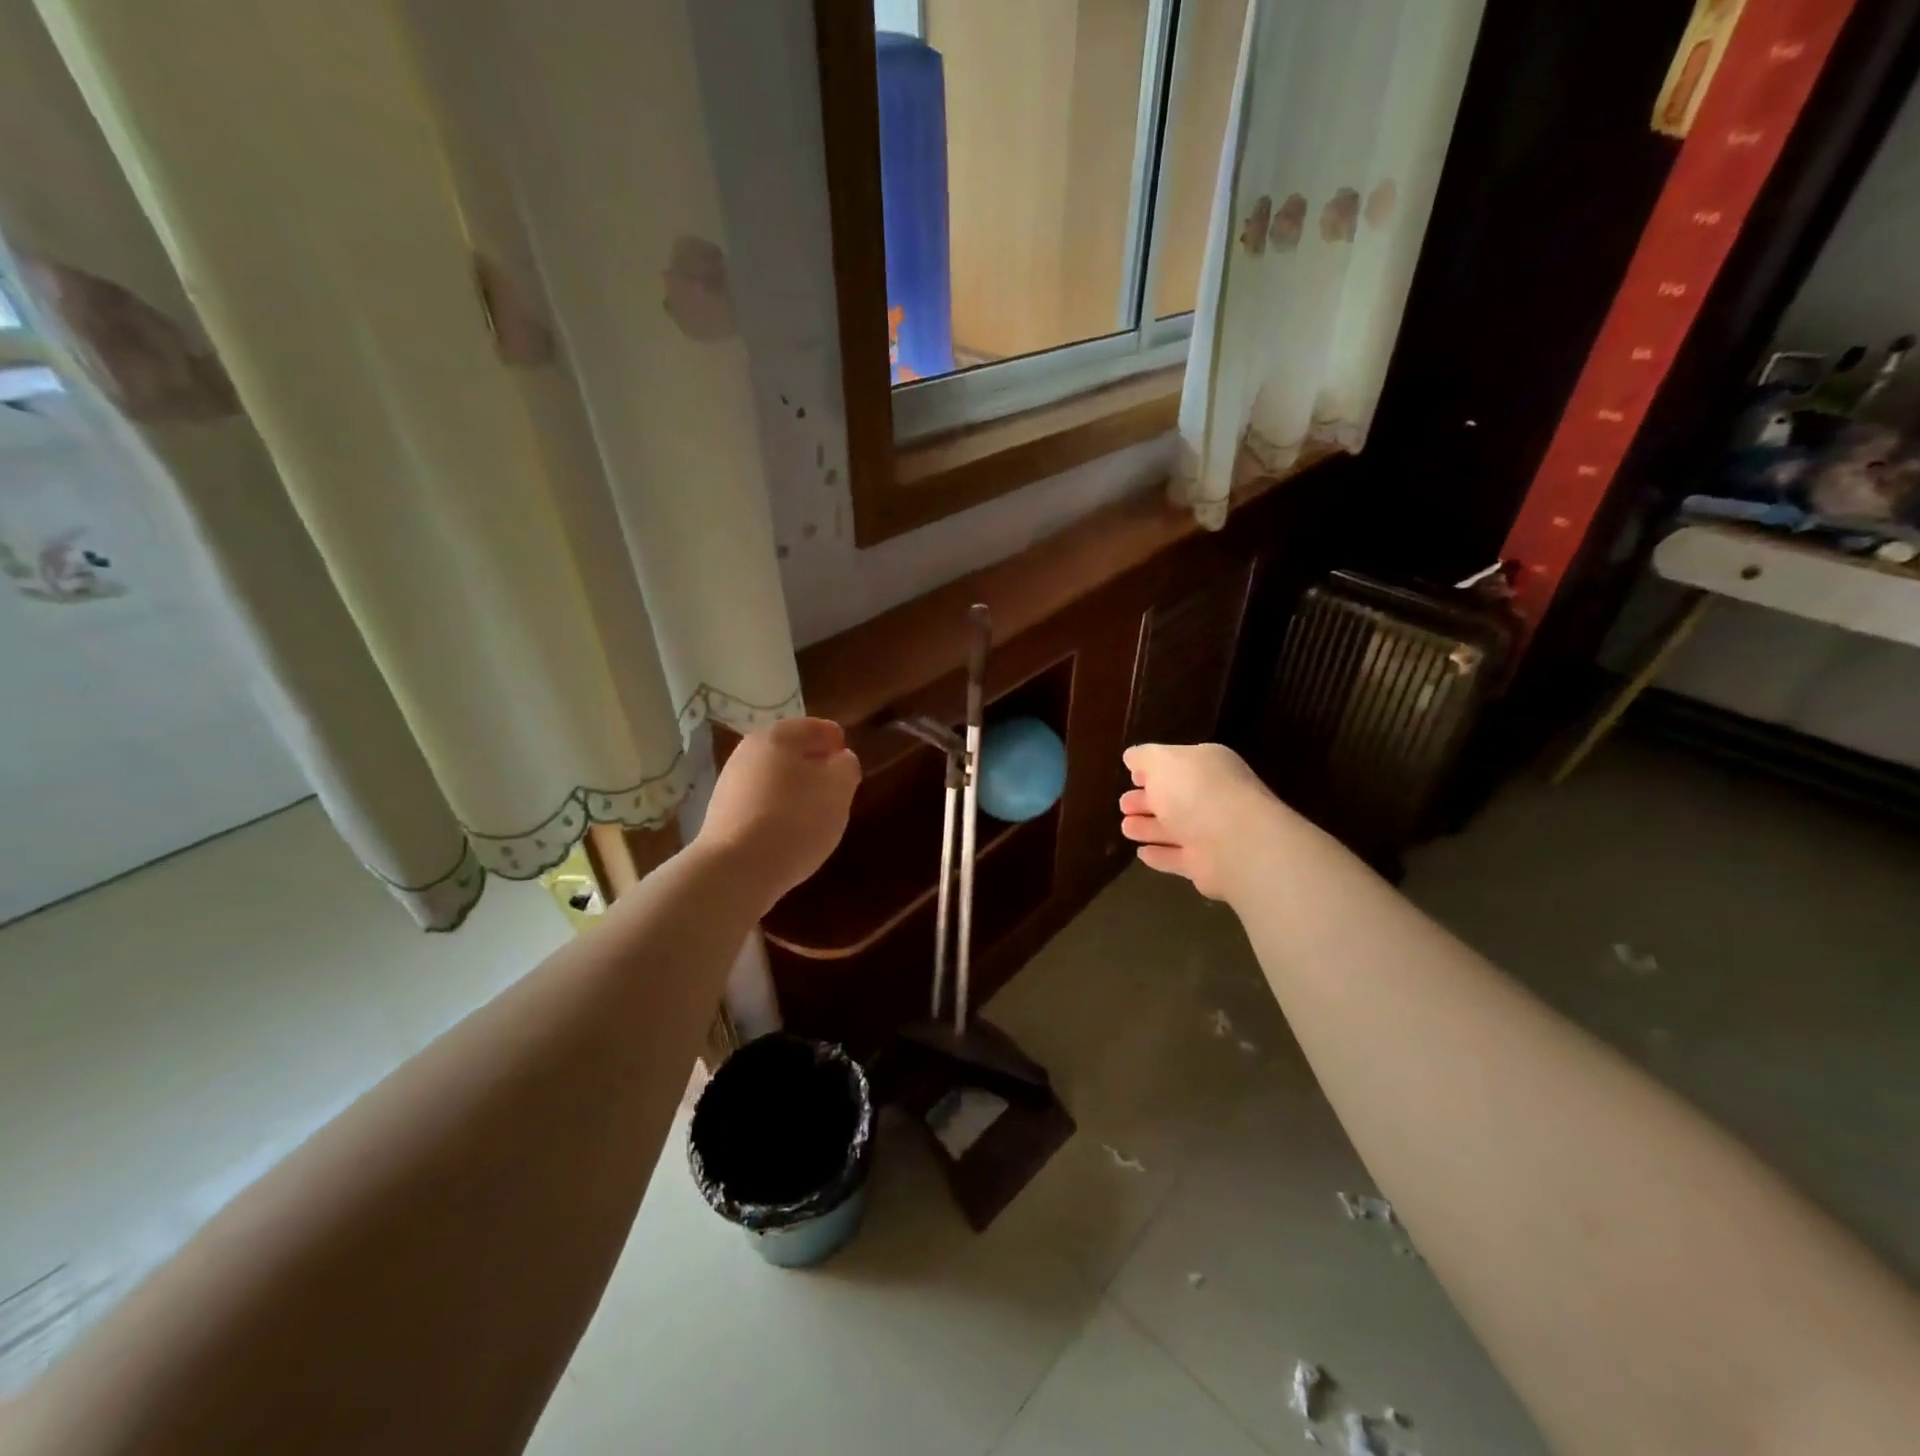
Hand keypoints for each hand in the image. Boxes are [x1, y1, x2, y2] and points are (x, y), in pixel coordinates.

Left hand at [696, 717, 861, 908]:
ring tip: (815, 812)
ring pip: (774, 776)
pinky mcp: (722, 813)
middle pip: (790, 750)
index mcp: (778, 736)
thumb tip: (840, 759)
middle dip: (814, 764)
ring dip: (795, 788)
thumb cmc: (795, 820)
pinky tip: (789, 830)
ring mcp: (731, 782)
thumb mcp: (838, 790)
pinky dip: (778, 808)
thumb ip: (846, 767)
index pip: (816, 727)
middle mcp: (749, 751)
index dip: (836, 741)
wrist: (736, 870)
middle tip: (835, 787)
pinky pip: (760, 801)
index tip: (849, 761)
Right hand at [1119, 742, 1275, 901]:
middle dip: (1147, 800)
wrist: (1234, 844)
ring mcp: (1212, 833)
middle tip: (1123, 804)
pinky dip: (1160, 855)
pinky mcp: (1207, 866)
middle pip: (1175, 797)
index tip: (1131, 775)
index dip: (1153, 769)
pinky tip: (1141, 853)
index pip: (1178, 764)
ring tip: (1126, 828)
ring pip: (1174, 829)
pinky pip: (1177, 858)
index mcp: (1208, 765)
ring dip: (1149, 828)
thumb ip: (1145, 757)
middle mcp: (1213, 797)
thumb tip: (1132, 757)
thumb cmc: (1195, 792)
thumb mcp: (1163, 761)